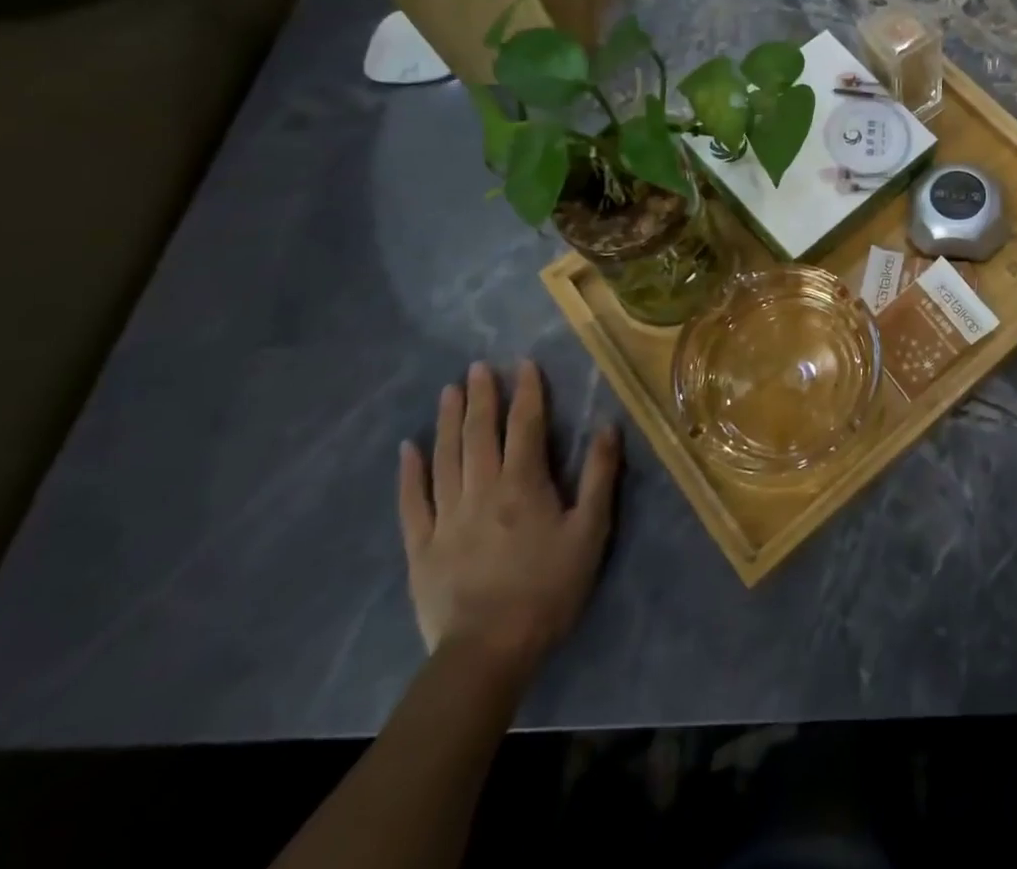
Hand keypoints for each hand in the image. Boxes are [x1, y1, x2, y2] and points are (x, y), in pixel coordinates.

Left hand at [398, 361, 620, 680]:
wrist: (488, 651)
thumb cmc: (549, 588)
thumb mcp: (591, 531)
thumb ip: (600, 475)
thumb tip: (608, 426)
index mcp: (524, 484)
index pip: (525, 425)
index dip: (527, 392)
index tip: (524, 363)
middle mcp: (482, 490)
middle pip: (479, 434)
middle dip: (481, 397)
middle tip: (478, 367)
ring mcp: (446, 517)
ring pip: (445, 458)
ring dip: (447, 421)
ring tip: (448, 392)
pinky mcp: (421, 547)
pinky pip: (413, 501)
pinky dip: (410, 473)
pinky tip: (408, 449)